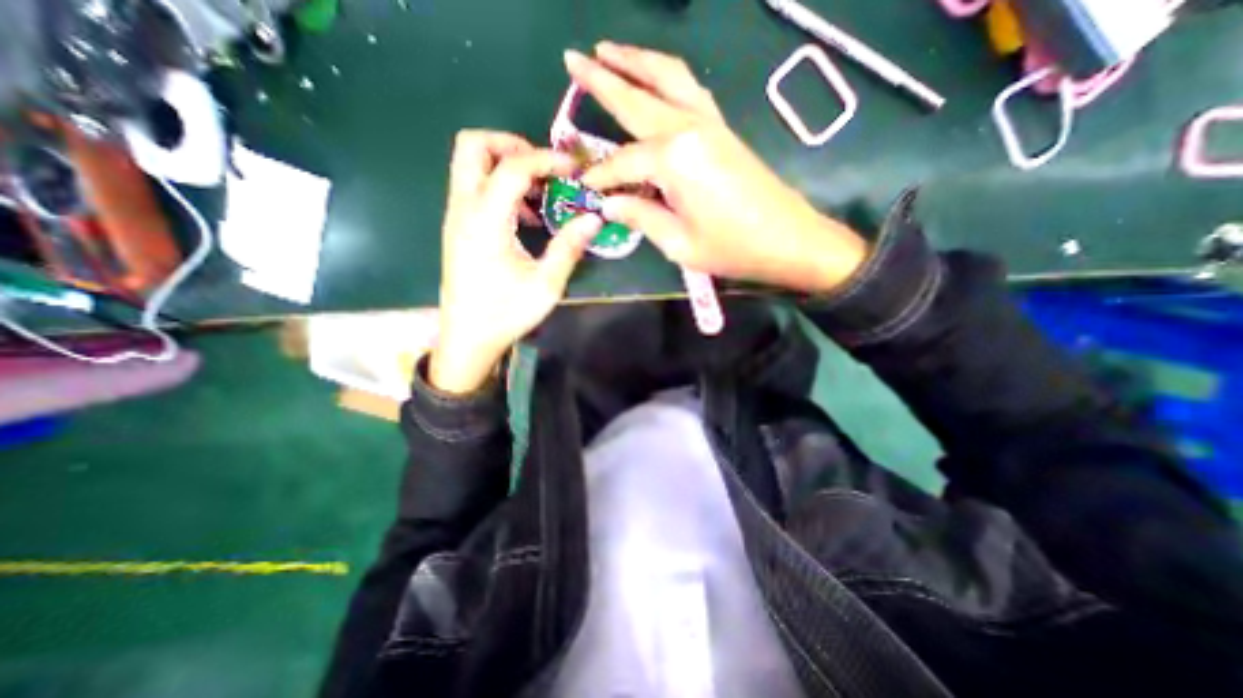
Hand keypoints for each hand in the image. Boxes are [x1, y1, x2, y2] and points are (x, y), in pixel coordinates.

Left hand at [431, 129, 603, 393]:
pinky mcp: (458, 228)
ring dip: (506, 166)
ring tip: (540, 193)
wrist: (467, 338)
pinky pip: (474, 188)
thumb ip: (569, 246)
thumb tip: (593, 217)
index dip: (546, 159)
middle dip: (511, 145)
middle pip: (472, 146)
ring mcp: (456, 218)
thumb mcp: (545, 284)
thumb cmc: (505, 313)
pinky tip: (525, 216)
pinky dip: (499, 186)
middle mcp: (463, 209)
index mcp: (485, 221)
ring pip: (469, 164)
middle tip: (544, 168)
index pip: (512, 167)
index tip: (573, 169)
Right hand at [568, 44, 865, 295]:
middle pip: (638, 98)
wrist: (788, 238)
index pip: (623, 162)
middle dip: (602, 78)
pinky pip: (689, 89)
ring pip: (667, 77)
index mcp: (674, 160)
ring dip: (636, 61)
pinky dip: (666, 76)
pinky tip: (654, 78)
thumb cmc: (732, 247)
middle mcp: (688, 128)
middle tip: (573, 59)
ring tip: (608, 50)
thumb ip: (640, 217)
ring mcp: (709, 123)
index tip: (585, 185)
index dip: (602, 175)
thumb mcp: (678, 243)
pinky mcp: (722, 128)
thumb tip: (610, 204)